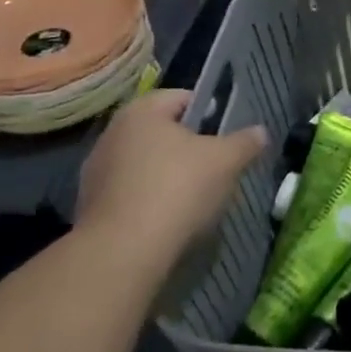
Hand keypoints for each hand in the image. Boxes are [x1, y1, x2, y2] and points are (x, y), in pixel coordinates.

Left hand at [77, 90, 268, 257]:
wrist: (123, 253)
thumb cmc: (178, 190)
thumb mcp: (226, 161)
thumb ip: (245, 142)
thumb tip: (260, 132)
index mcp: (142, 111)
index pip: (182, 98)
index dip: (209, 113)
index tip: (225, 136)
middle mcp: (113, 133)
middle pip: (162, 132)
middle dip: (188, 148)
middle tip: (214, 168)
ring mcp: (96, 172)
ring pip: (145, 164)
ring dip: (166, 175)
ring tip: (192, 200)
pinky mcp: (89, 207)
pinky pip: (130, 194)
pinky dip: (148, 201)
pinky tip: (167, 221)